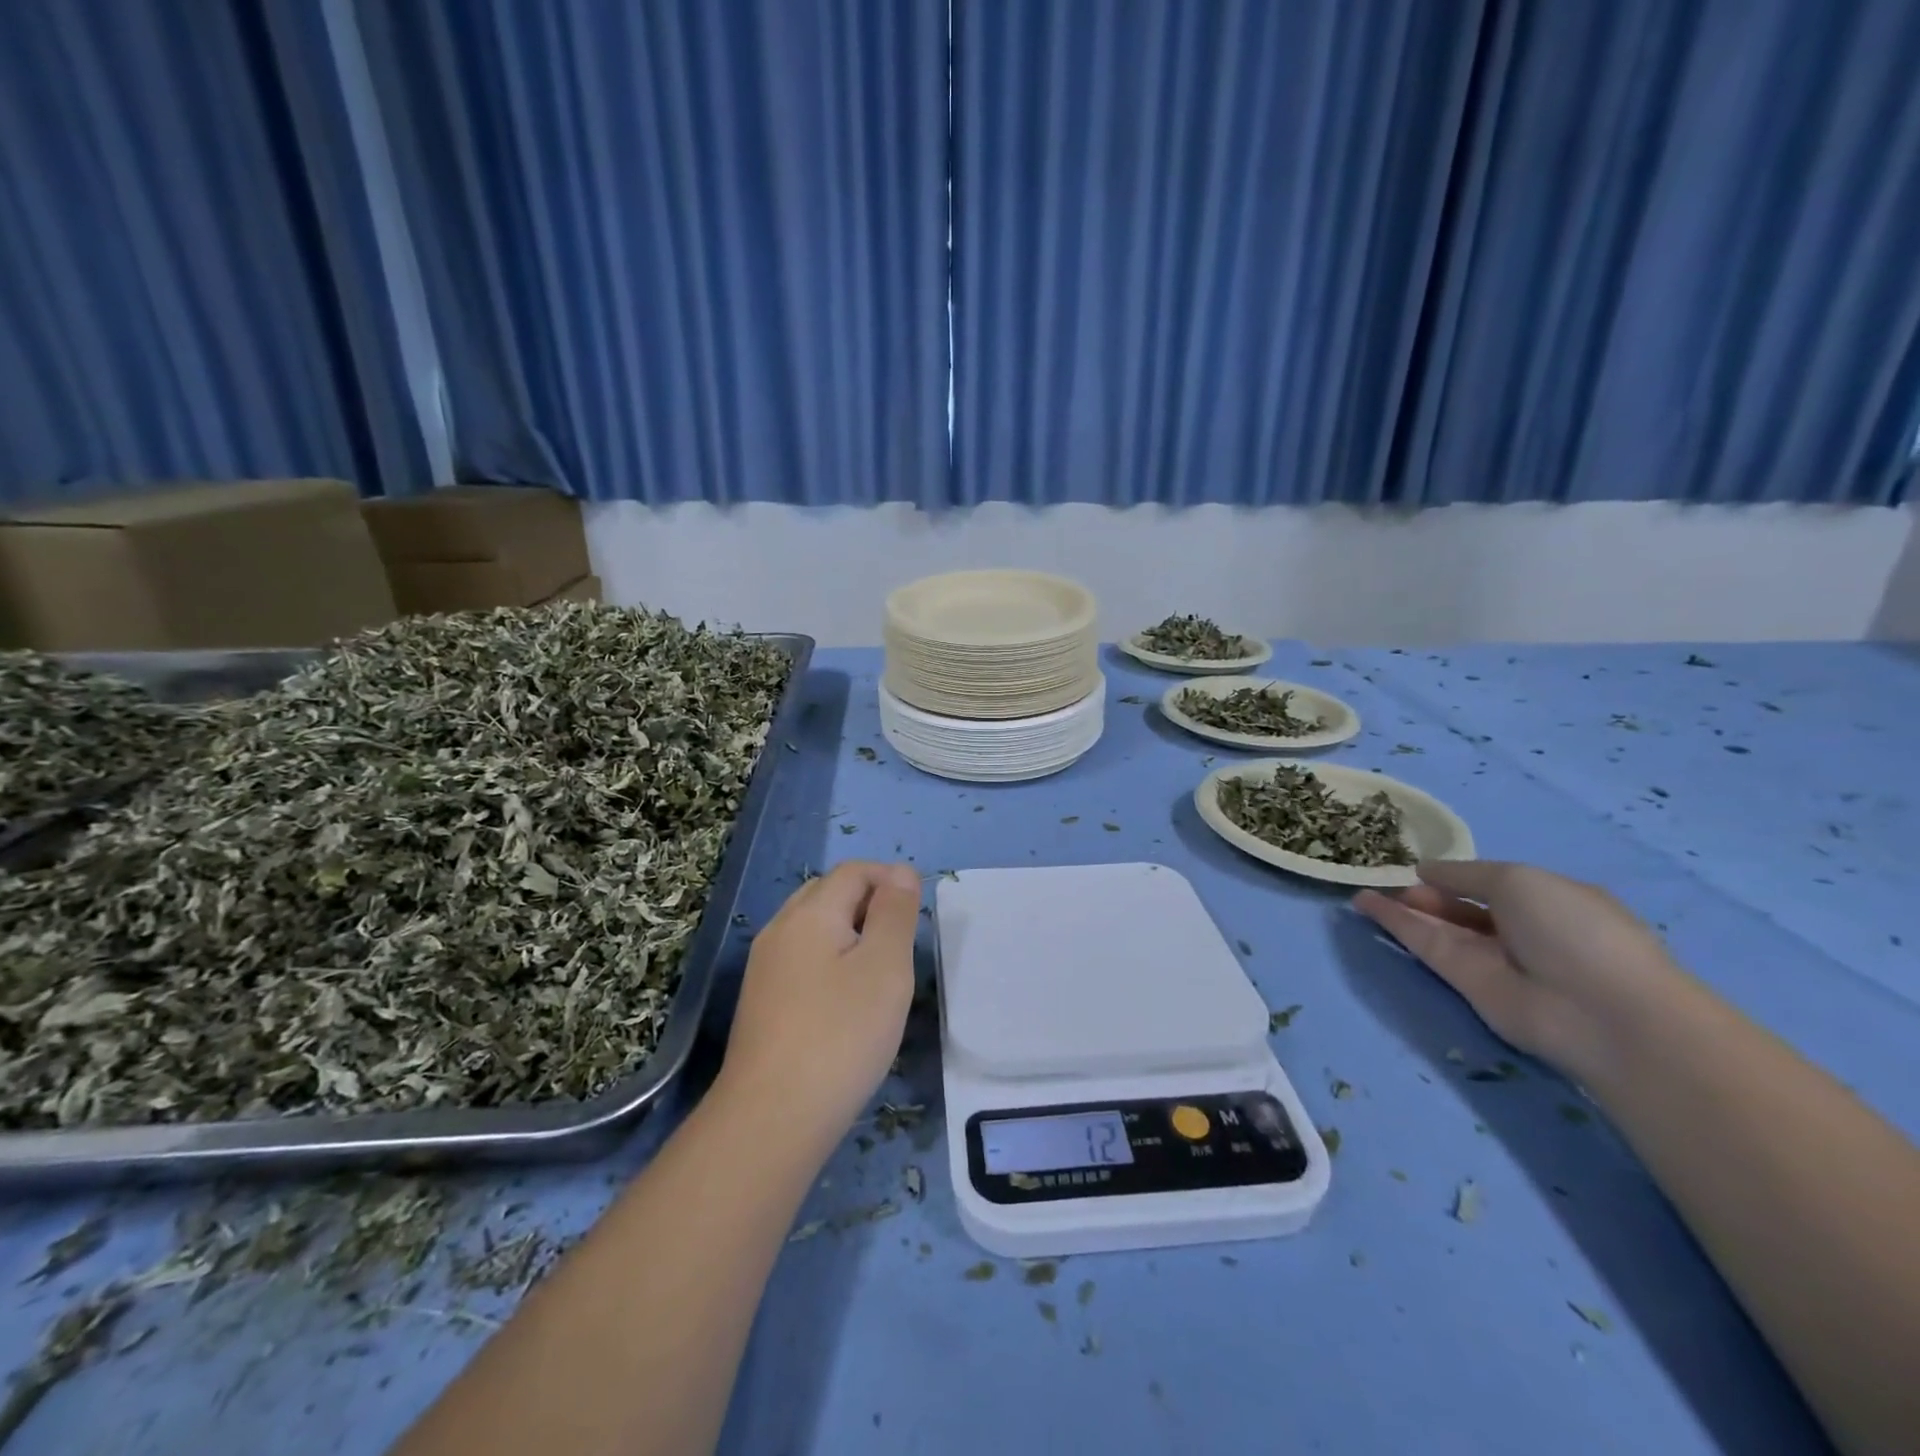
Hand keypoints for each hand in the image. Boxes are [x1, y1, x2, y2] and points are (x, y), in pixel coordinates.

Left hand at [718, 860, 922, 1148]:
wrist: (771, 1118)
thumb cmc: (841, 1034)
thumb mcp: (885, 966)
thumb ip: (895, 912)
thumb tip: (900, 872)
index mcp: (810, 914)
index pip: (852, 872)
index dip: (889, 878)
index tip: (918, 911)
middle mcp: (779, 930)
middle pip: (827, 894)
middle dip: (868, 902)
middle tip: (901, 940)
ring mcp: (763, 968)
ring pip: (812, 928)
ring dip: (849, 933)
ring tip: (879, 971)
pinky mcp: (760, 1003)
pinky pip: (801, 960)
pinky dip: (829, 961)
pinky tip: (845, 1001)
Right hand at [1353, 860, 1682, 1081]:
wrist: (1598, 1010)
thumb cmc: (1573, 929)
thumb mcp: (1519, 880)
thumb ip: (1465, 874)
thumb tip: (1426, 871)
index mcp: (1547, 900)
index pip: (1491, 884)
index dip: (1455, 874)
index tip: (1418, 866)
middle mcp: (1519, 929)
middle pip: (1460, 907)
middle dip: (1425, 893)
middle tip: (1386, 879)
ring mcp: (1491, 958)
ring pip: (1438, 927)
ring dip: (1402, 908)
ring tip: (1361, 891)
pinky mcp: (1465, 983)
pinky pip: (1427, 946)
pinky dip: (1396, 926)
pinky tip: (1365, 905)